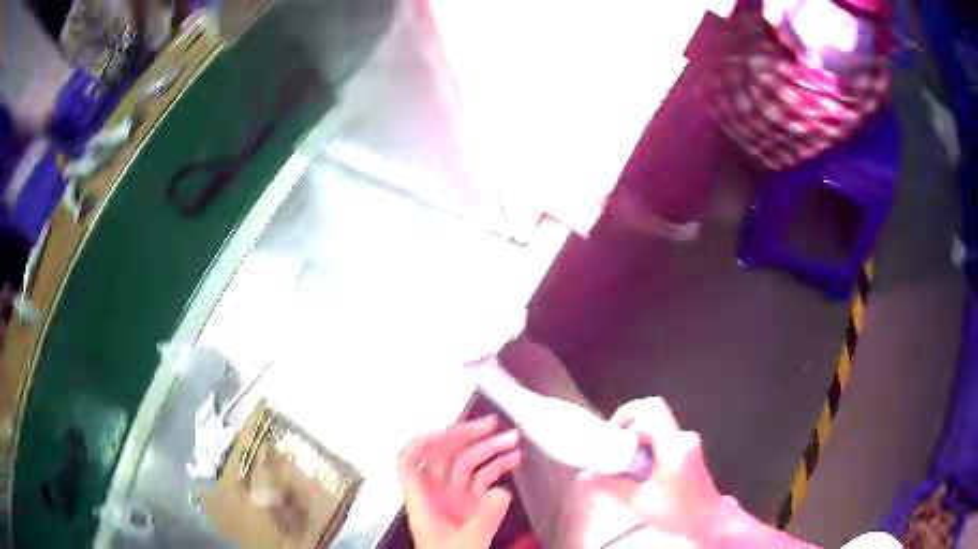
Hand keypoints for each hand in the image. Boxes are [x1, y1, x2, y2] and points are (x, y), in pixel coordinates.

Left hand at [398, 415, 521, 548]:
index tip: (450, 430)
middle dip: (466, 436)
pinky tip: (513, 460)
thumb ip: (484, 517)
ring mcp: (453, 496)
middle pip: (442, 455)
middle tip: (494, 425)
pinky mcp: (470, 503)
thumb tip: (502, 491)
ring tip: (514, 438)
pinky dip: (497, 466)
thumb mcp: (468, 542)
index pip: (409, 461)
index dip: (423, 441)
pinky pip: (481, 478)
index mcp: (422, 499)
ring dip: (488, 448)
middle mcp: (435, 491)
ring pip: (466, 463)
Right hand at [580, 397, 727, 542]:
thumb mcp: (640, 502)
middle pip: (649, 420)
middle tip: (612, 456)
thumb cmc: (678, 513)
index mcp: (673, 448)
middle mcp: (683, 438)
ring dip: (636, 444)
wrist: (707, 519)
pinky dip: (646, 449)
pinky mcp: (688, 448)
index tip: (611, 433)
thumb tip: (584, 478)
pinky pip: (661, 439)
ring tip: (624, 469)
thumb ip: (611, 486)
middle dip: (626, 434)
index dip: (627, 413)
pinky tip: (639, 472)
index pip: (651, 409)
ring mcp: (688, 442)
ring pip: (655, 430)